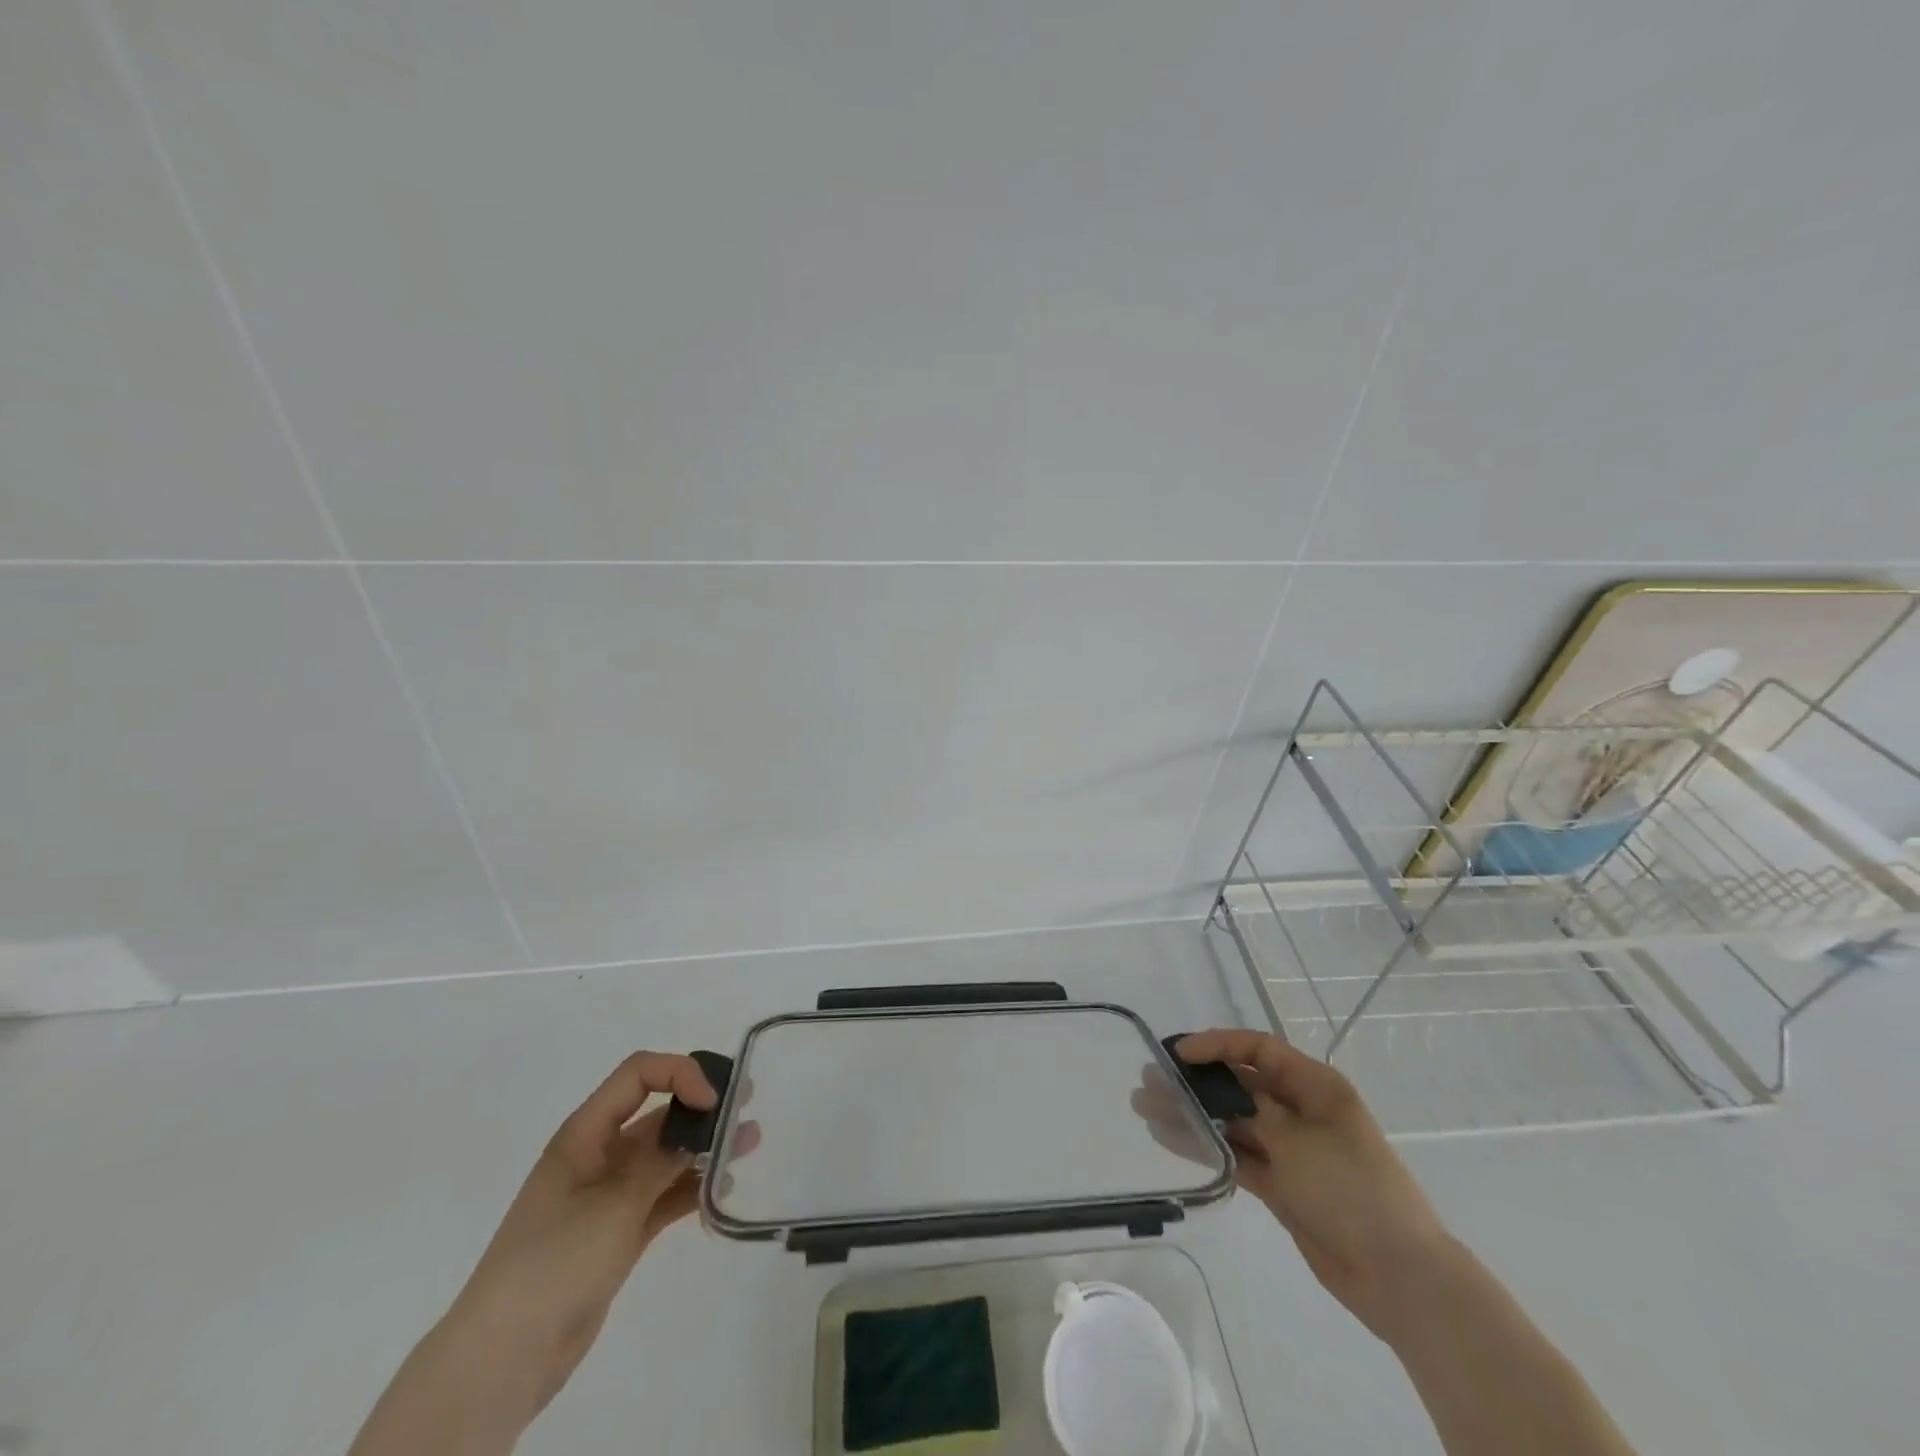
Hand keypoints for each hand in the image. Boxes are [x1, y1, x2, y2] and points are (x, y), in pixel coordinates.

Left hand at [443, 1052, 723, 1415]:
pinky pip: (663, 1196)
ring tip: (748, 1146)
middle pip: (657, 1113)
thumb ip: (663, 1159)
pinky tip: (721, 1191)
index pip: (639, 1075)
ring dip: (704, 1148)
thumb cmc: (555, 1261)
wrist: (505, 1357)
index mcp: (585, 1134)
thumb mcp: (616, 1202)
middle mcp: (598, 1155)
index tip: (713, 1100)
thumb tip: (702, 1122)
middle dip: (701, 1108)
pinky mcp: (618, 1232)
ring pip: (665, 1156)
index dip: (680, 1074)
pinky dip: (691, 1189)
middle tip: (746, 1108)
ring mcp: (608, 1195)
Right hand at [1171, 1030, 1453, 1342]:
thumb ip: (1249, 1109)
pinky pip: (1235, 1155)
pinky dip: (1206, 1147)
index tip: (1178, 1053)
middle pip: (1239, 1084)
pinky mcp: (1281, 1184)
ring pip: (1231, 1121)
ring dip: (1192, 1114)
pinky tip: (1170, 1140)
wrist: (1399, 1277)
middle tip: (1149, 1079)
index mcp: (1315, 1086)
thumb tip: (1213, 1089)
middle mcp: (1299, 1110)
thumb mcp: (1297, 1140)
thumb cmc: (1352, 1189)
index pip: (1257, 1050)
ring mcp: (1289, 1148)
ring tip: (1146, 1108)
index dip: (1217, 1045)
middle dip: (1195, 1081)